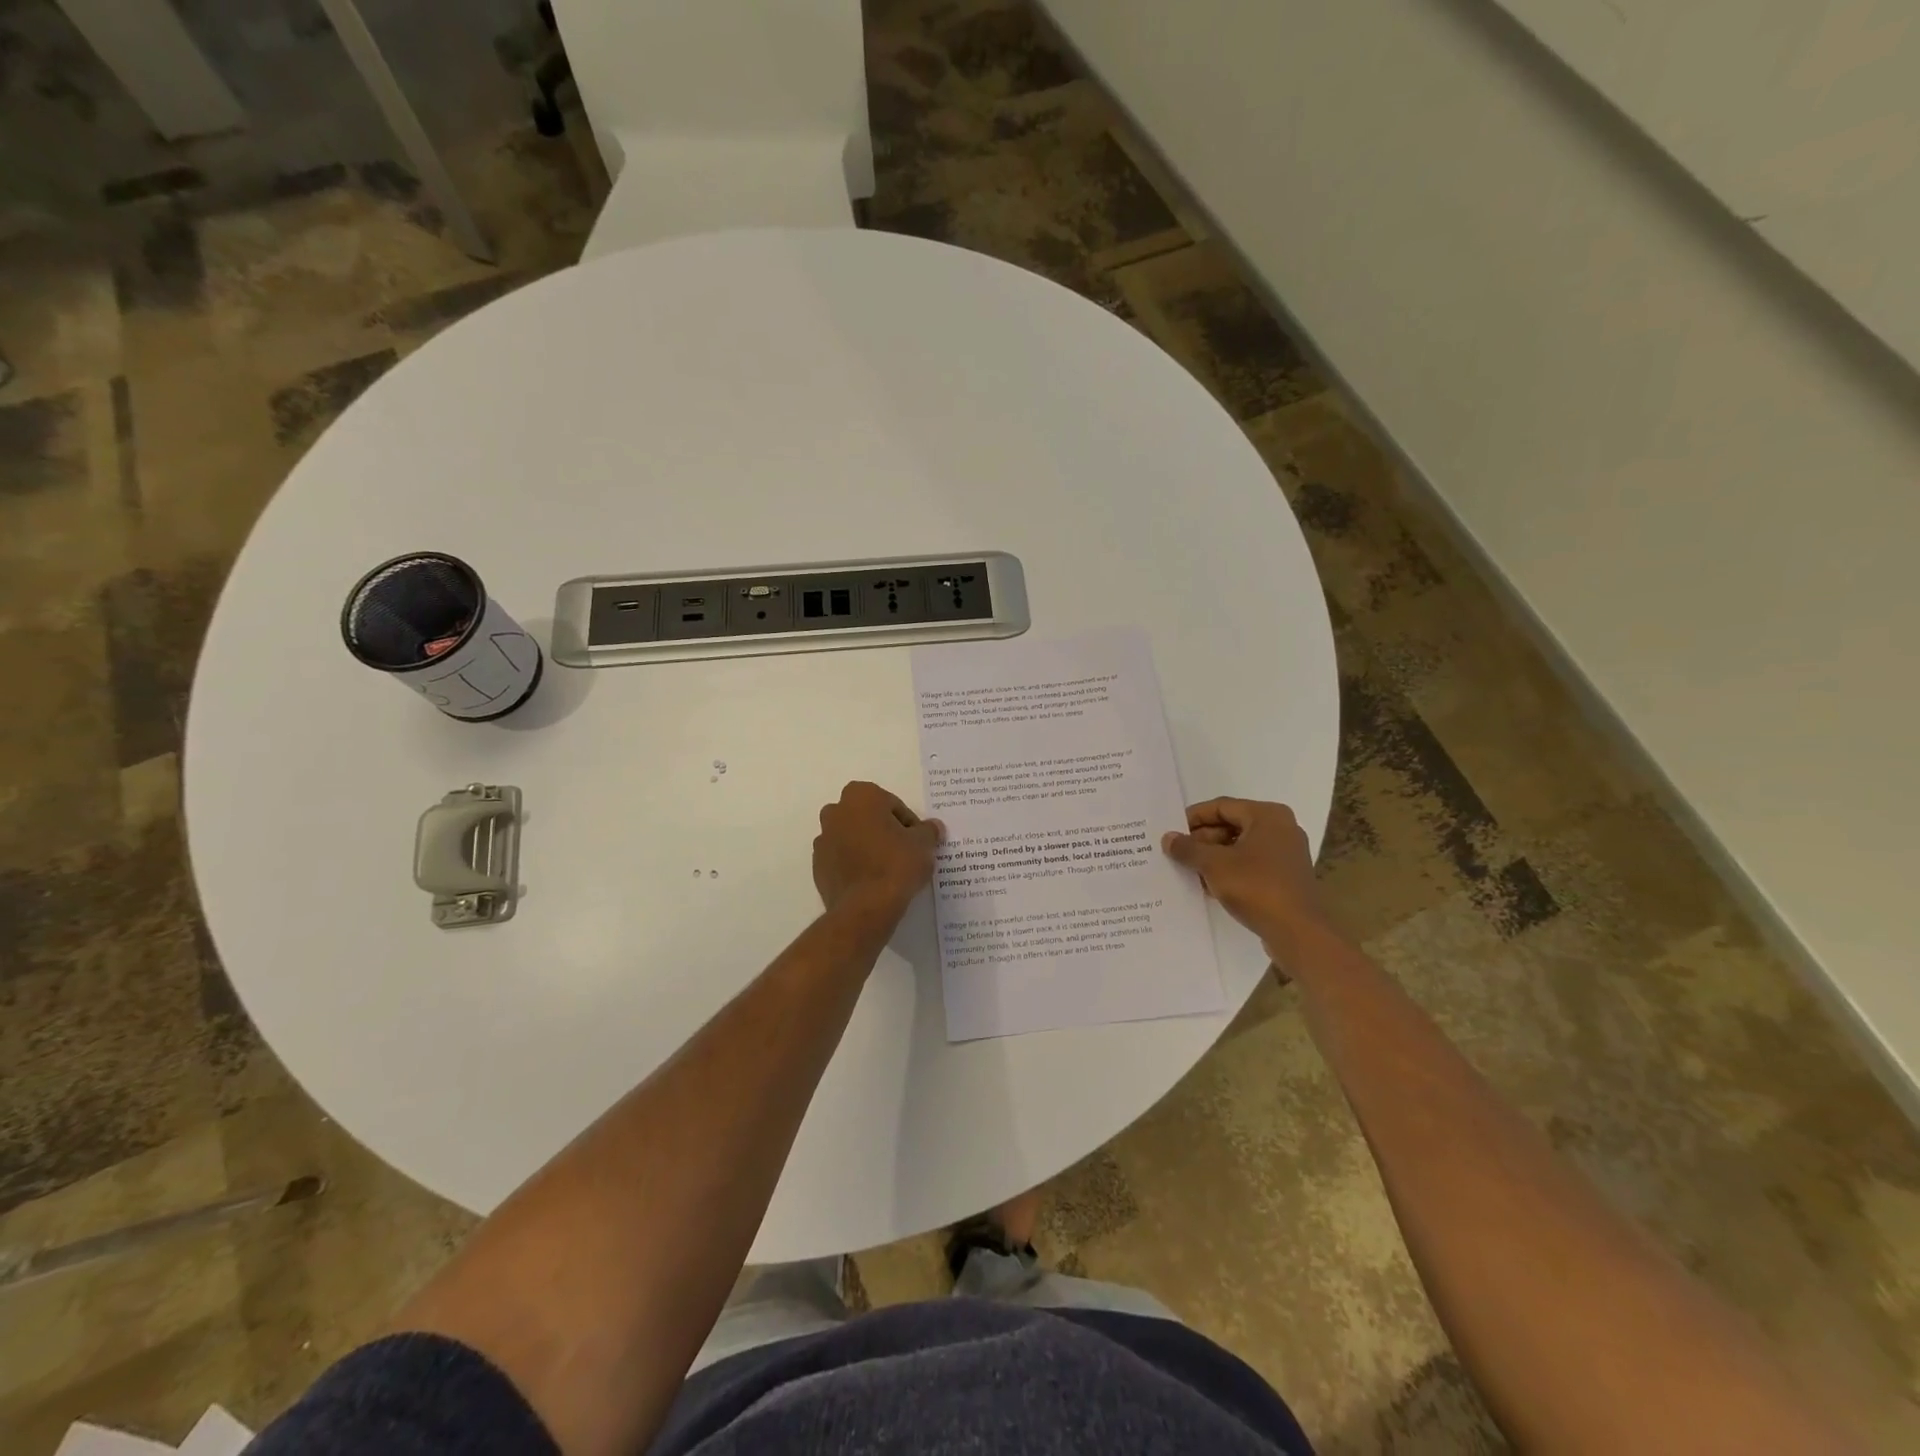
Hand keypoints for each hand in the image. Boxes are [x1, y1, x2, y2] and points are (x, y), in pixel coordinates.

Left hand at [813, 781, 944, 922]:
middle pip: (868, 818)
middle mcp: (836, 812)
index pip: (892, 805)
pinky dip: (855, 865)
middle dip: (883, 830)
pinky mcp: (818, 867)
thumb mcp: (924, 844)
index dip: (908, 823)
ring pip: (852, 838)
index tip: (917, 842)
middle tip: (903, 852)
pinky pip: (842, 860)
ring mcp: (823, 840)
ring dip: (867, 847)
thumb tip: (933, 827)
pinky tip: (871, 882)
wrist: (865, 908)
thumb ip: (928, 830)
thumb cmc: (896, 864)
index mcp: (861, 796)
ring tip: (887, 870)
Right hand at [1162, 798, 1330, 957]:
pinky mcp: (1286, 877)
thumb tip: (1168, 838)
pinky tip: (1209, 886)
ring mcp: (1286, 854)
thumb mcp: (1214, 865)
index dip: (1193, 818)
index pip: (1221, 806)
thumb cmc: (1256, 887)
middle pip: (1231, 825)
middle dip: (1202, 840)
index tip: (1172, 832)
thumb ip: (1188, 848)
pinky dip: (1230, 870)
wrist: (1298, 932)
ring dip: (1213, 857)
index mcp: (1267, 815)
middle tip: (1178, 853)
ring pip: (1240, 847)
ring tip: (1189, 870)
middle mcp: (1281, 828)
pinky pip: (1251, 865)